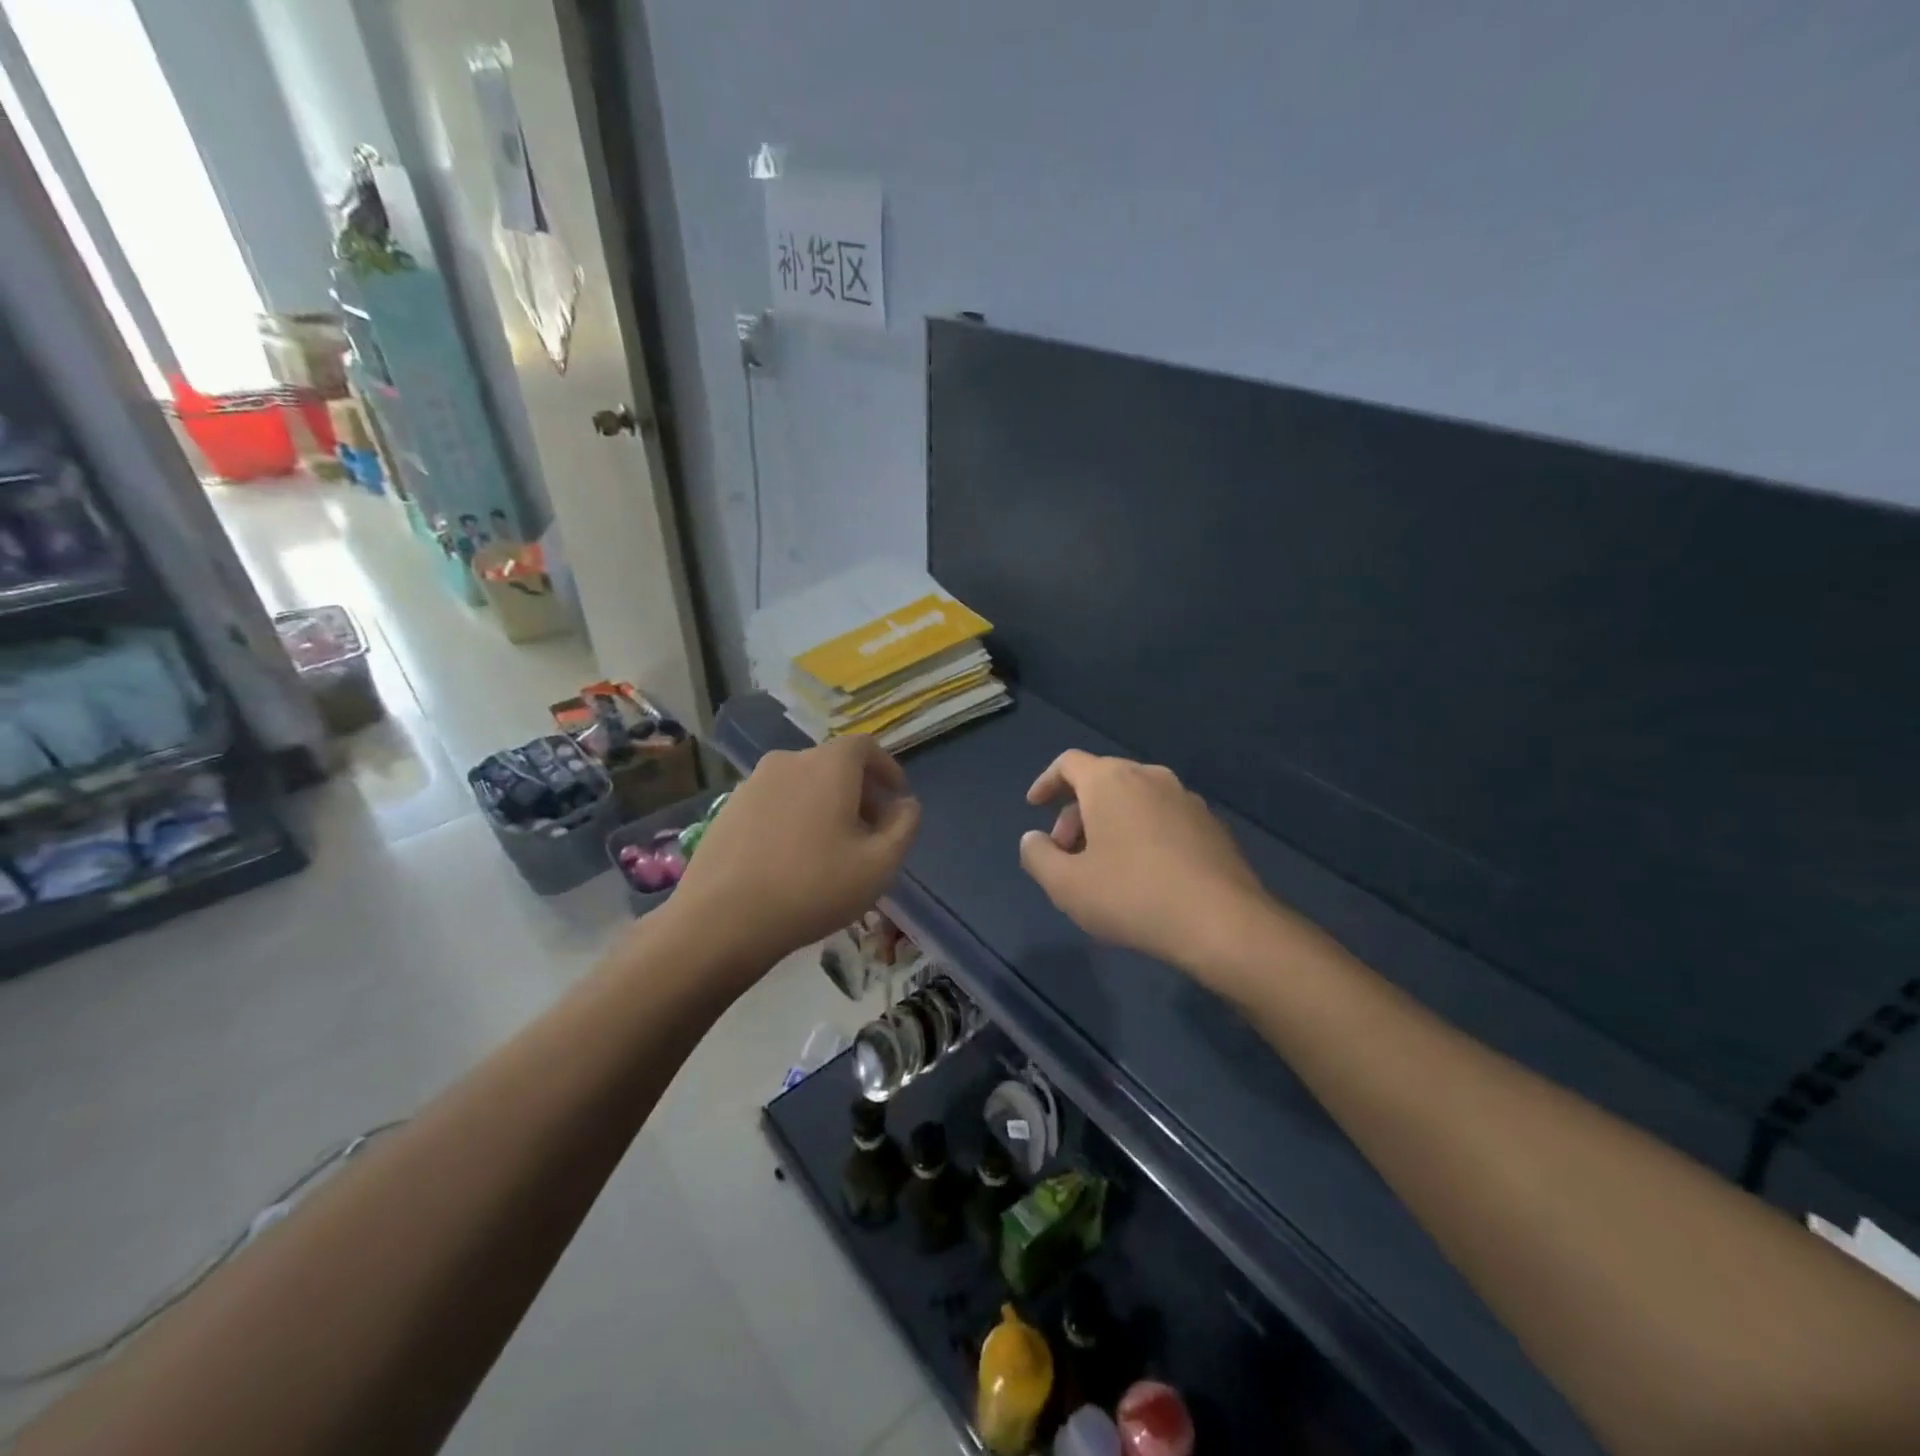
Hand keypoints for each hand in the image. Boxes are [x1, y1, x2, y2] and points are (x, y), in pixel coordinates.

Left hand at [670, 737, 920, 974]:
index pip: (866, 747)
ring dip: (824, 805)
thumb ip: (904, 827)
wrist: (722, 920)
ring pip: (802, 784)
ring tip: (832, 848)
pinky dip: (793, 817)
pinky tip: (792, 859)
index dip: (887, 770)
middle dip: (859, 792)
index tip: (897, 801)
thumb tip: (906, 805)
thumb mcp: (879, 864)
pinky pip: (774, 802)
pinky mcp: (727, 809)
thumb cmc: (813, 887)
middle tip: (870, 831)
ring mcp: (752, 784)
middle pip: (833, 764)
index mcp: (828, 765)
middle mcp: (789, 761)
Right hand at [1019, 750, 1271, 972]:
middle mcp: (1150, 777)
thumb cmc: (1132, 896)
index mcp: (1111, 781)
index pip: (1069, 763)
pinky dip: (1141, 834)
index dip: (1045, 782)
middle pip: (1101, 782)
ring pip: (1134, 800)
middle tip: (1066, 855)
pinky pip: (1162, 818)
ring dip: (1109, 825)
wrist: (1223, 923)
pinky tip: (1143, 875)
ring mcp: (1186, 799)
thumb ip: (1037, 856)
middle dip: (1075, 814)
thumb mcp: (1066, 885)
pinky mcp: (1211, 825)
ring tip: (1102, 868)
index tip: (1034, 807)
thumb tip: (1034, 839)